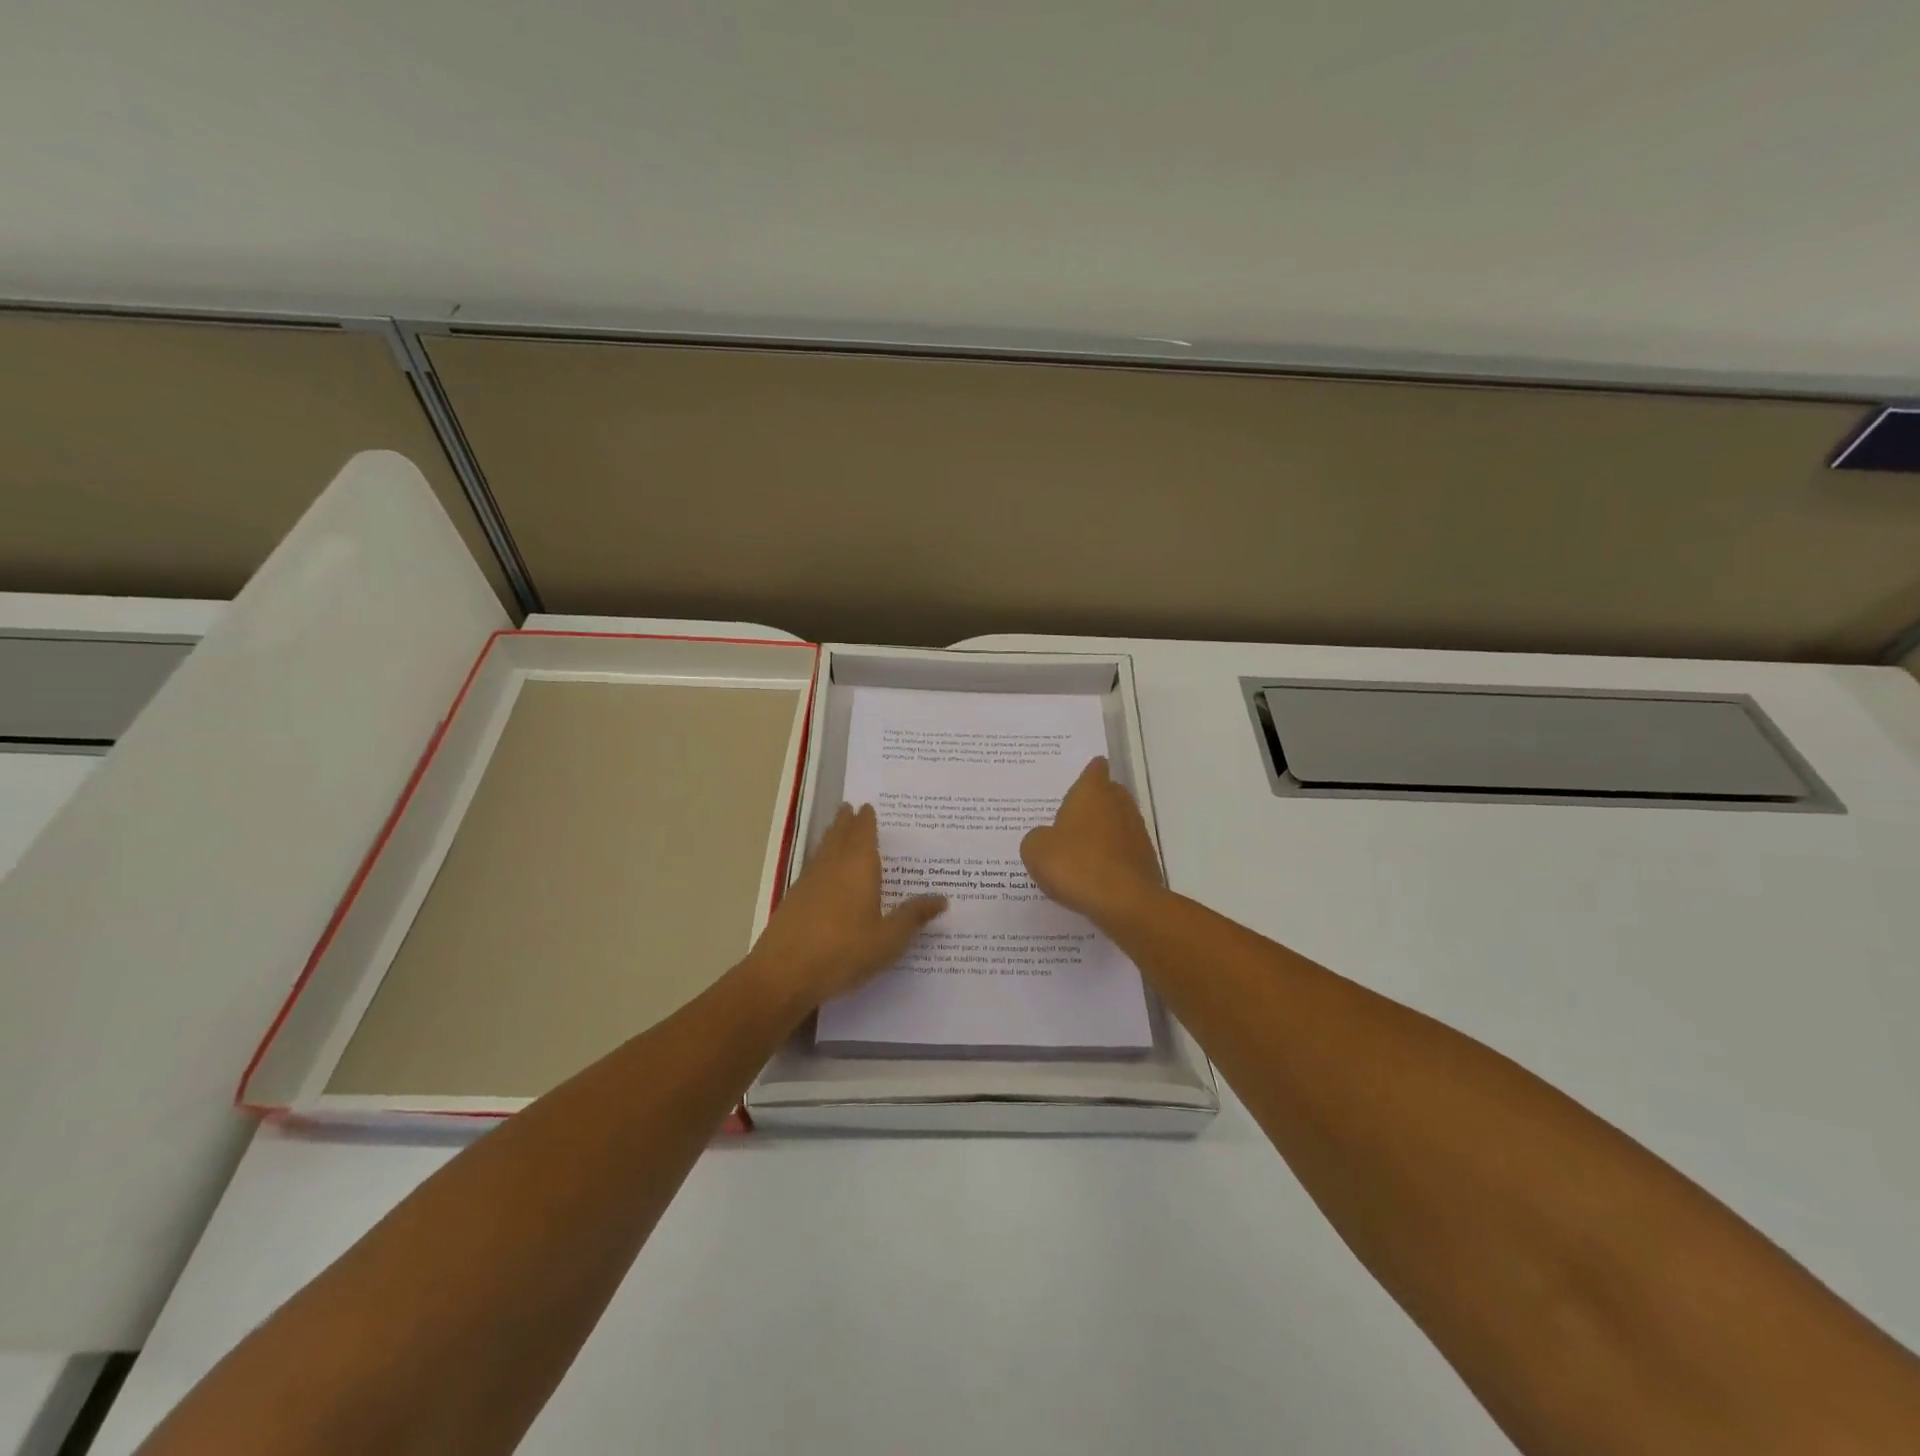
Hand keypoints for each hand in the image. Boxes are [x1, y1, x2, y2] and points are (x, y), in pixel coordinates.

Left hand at [744, 803, 946, 1013]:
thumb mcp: (888, 940)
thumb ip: (913, 917)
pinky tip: (821, 872)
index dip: (866, 820)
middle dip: (845, 822)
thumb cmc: (844, 952)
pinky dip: (820, 860)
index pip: (863, 834)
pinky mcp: (792, 900)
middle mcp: (832, 867)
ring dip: (830, 837)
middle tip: (849, 807)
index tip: (867, 806)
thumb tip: (942, 898)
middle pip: (838, 836)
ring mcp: (808, 882)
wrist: (783, 974)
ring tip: (835, 830)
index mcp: (858, 868)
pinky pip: (811, 868)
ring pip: (822, 850)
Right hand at [1021, 757, 1164, 927]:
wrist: (1123, 902)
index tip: (1086, 774)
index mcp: (1091, 794)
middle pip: (1111, 794)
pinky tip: (1098, 872)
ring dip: (1106, 830)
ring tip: (1084, 845)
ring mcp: (1137, 833)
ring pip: (1120, 822)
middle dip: (1098, 799)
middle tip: (1077, 812)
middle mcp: (1118, 806)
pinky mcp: (1146, 861)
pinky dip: (1114, 856)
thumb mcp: (1036, 850)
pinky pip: (1125, 850)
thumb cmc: (1075, 865)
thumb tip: (1046, 838)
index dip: (1090, 772)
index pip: (1094, 771)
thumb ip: (1037, 838)